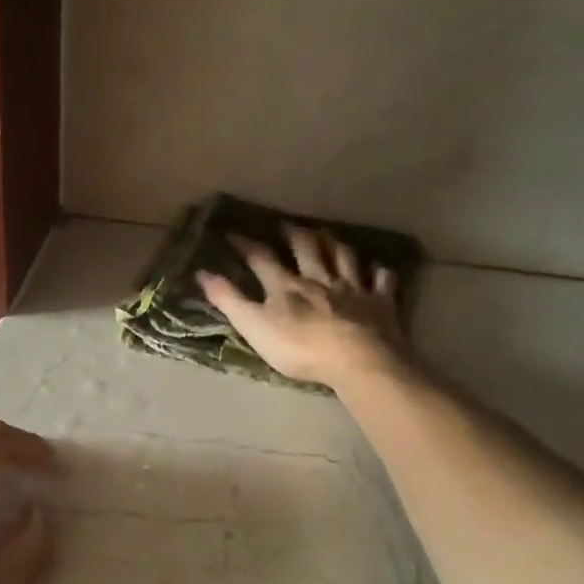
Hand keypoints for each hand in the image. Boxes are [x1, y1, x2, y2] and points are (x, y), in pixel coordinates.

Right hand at [197, 225, 413, 389]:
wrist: (358, 359)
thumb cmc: (300, 347)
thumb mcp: (254, 326)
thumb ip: (229, 300)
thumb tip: (201, 273)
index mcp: (286, 285)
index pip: (261, 258)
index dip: (245, 245)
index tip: (231, 233)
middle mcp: (320, 278)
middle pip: (307, 248)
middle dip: (294, 235)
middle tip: (287, 224)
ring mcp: (353, 288)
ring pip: (343, 257)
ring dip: (334, 244)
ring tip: (327, 234)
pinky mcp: (380, 303)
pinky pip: (382, 281)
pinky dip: (379, 272)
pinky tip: (378, 269)